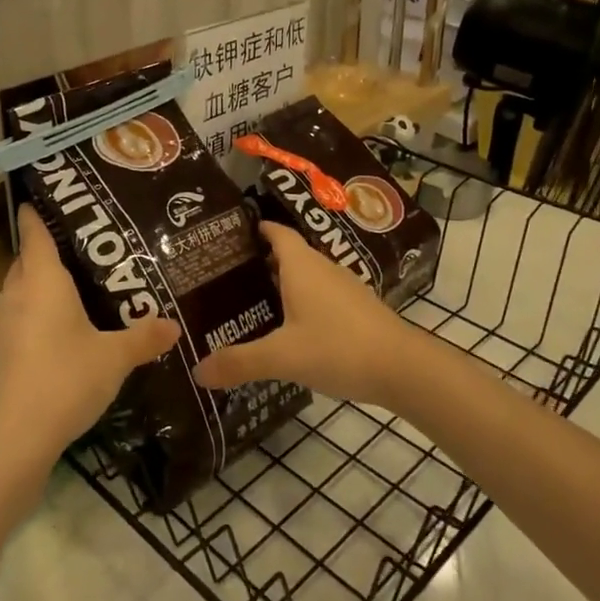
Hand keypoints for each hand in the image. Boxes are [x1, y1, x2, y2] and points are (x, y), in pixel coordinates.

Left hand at [0, 205, 178, 469]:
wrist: (13, 440)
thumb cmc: (65, 379)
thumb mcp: (114, 357)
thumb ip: (144, 337)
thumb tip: (174, 325)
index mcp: (43, 282)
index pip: (35, 234)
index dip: (38, 213)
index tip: (46, 195)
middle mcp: (18, 295)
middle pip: (27, 260)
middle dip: (46, 248)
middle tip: (84, 243)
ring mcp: (4, 325)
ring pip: (21, 289)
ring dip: (41, 283)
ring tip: (78, 282)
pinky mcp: (2, 353)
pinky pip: (21, 316)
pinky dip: (38, 311)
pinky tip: (64, 327)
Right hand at [192, 222, 416, 408]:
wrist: (402, 368)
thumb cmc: (338, 348)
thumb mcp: (282, 357)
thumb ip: (240, 362)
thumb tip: (197, 372)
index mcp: (302, 266)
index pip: (276, 232)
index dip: (255, 228)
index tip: (229, 234)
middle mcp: (323, 268)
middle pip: (288, 254)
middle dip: (260, 260)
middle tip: (227, 275)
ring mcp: (343, 287)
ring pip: (306, 276)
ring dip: (282, 283)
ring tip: (252, 300)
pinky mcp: (357, 309)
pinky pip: (320, 295)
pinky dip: (301, 302)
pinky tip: (290, 327)